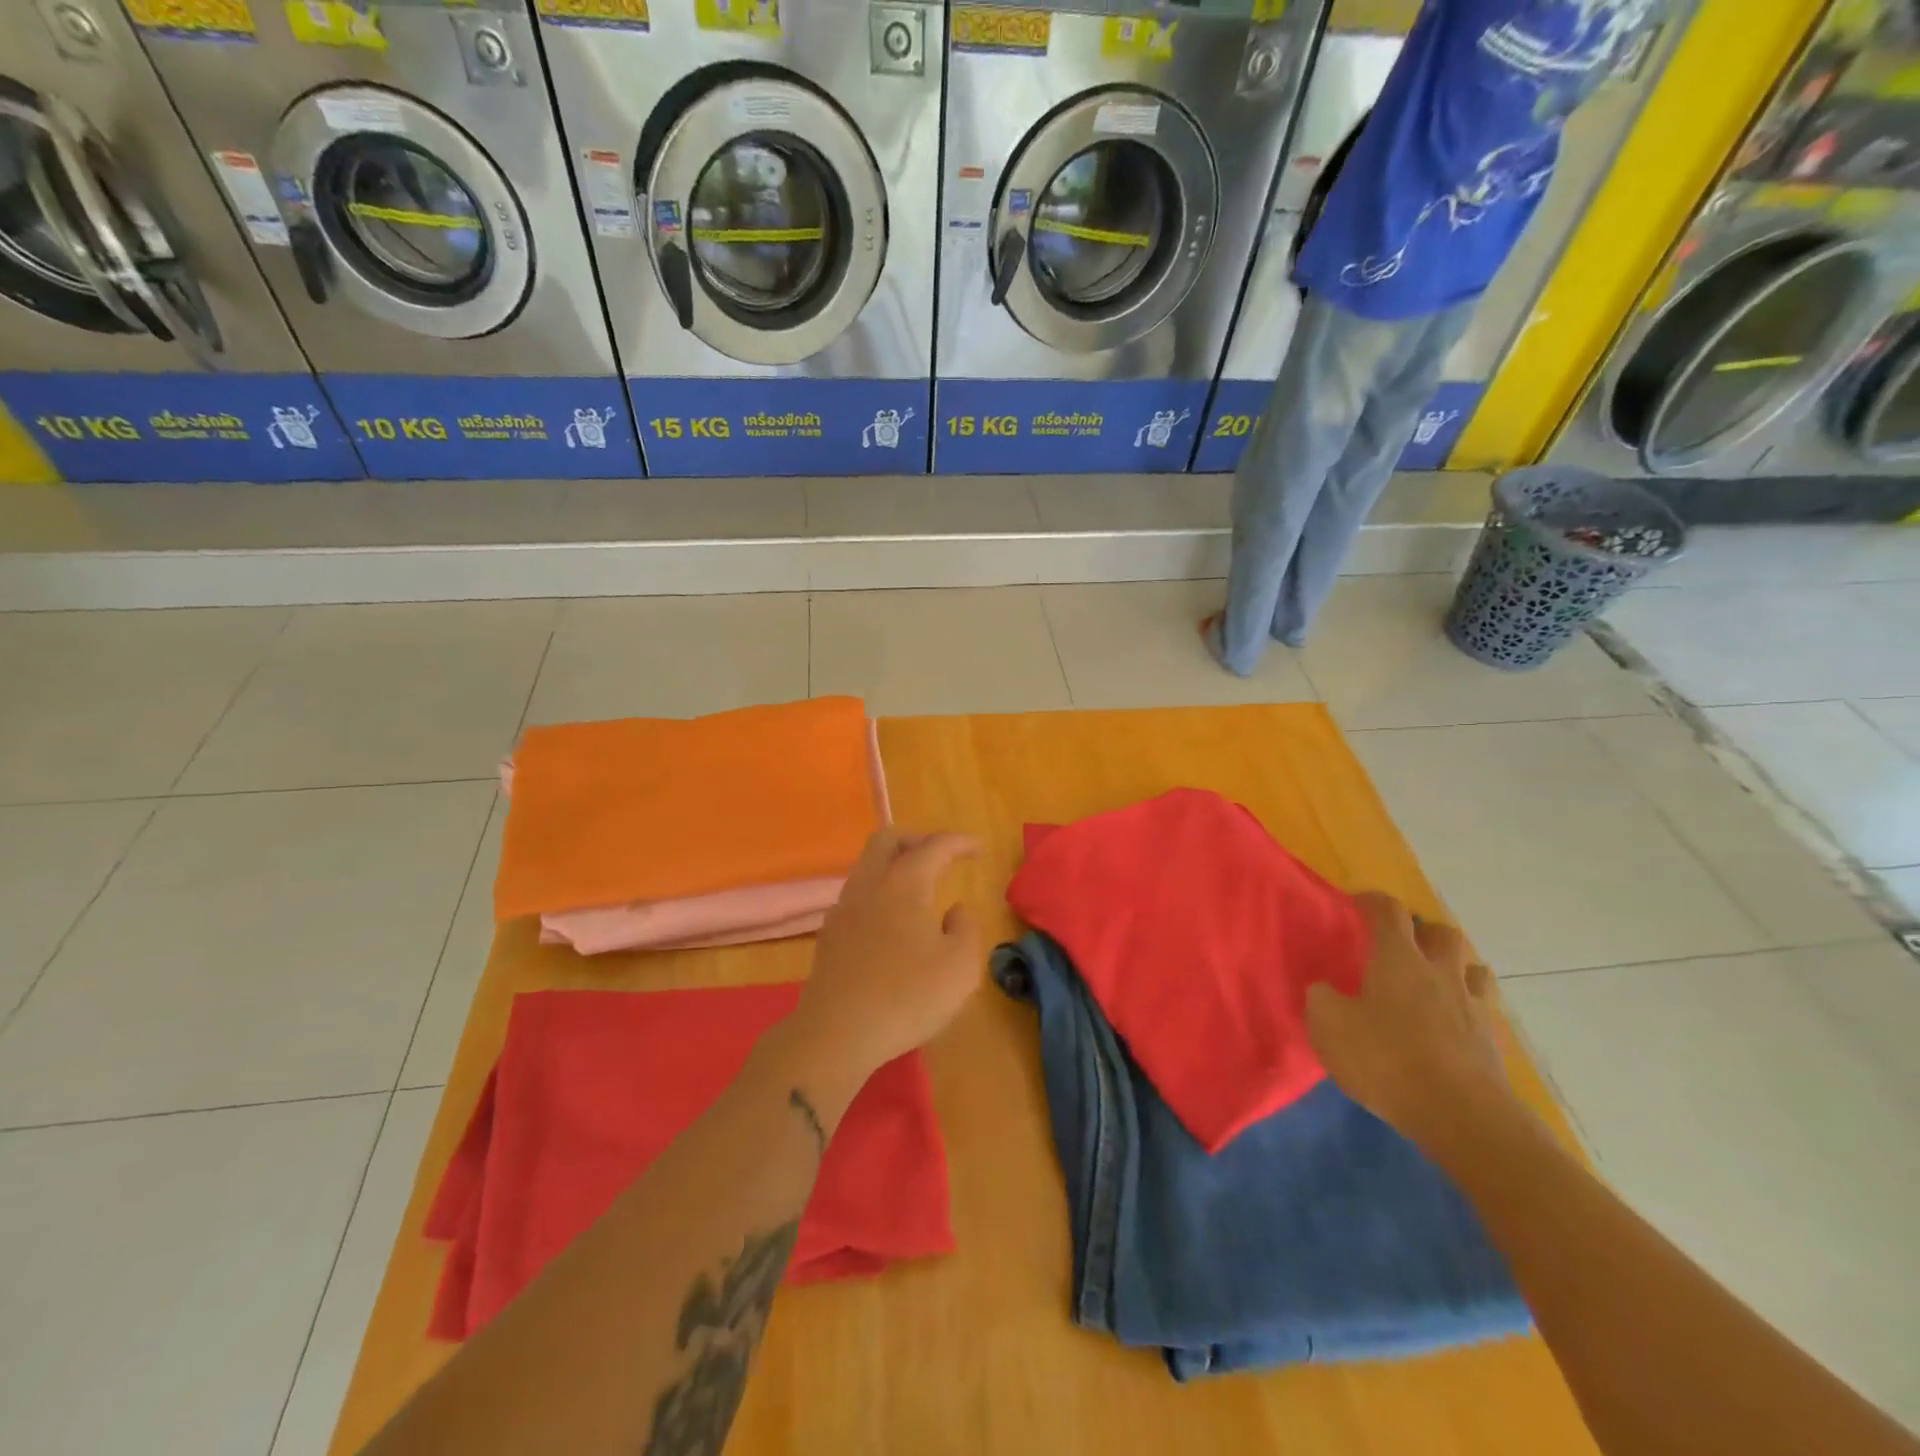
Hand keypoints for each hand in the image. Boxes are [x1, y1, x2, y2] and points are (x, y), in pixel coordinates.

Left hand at [787, 829, 982, 1086]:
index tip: (979, 848)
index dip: (959, 842)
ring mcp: (843, 909)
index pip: (934, 846)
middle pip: (887, 840)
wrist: (837, 1034)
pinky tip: (892, 921)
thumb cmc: (907, 997)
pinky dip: (879, 892)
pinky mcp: (829, 935)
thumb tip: (955, 910)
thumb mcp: (960, 966)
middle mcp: (869, 886)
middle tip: (942, 856)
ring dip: (895, 864)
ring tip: (920, 888)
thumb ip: (966, 928)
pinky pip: (857, 894)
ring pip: (867, 866)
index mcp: (903, 885)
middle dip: (917, 838)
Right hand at [1305, 892, 1512, 1147]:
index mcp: (1399, 960)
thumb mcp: (1329, 1026)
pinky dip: (1466, 1007)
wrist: (1462, 1117)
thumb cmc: (1387, 1060)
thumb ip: (1321, 999)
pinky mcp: (1492, 1042)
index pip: (1389, 911)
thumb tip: (1324, 989)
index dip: (1371, 902)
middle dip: (1422, 932)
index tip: (1354, 905)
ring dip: (1453, 967)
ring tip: (1432, 984)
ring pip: (1472, 968)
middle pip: (1442, 933)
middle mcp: (1440, 973)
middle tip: (1400, 947)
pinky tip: (1449, 1025)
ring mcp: (1472, 1006)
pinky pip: (1482, 1008)